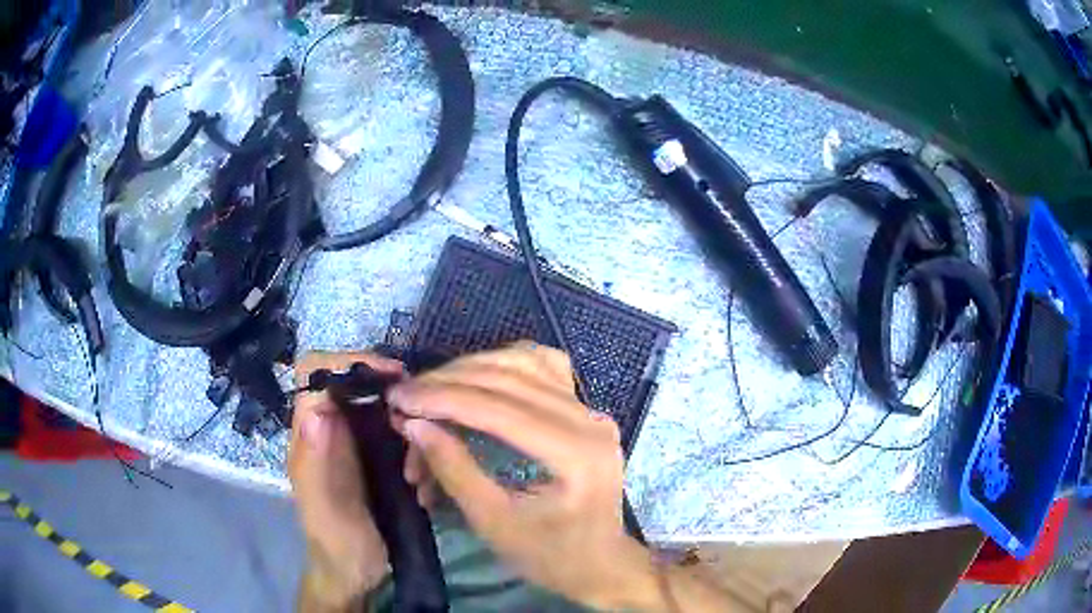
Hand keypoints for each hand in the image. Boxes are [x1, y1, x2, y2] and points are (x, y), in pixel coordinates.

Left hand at [288, 351, 405, 609]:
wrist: (356, 573)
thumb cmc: (335, 542)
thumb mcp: (324, 508)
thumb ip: (316, 462)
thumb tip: (316, 411)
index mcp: (310, 433)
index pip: (316, 372)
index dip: (349, 361)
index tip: (391, 375)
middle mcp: (331, 429)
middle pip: (358, 384)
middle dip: (391, 400)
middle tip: (418, 426)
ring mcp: (357, 444)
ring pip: (387, 412)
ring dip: (410, 436)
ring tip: (418, 475)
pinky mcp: (380, 460)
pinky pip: (403, 439)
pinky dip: (419, 455)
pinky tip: (423, 486)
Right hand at [387, 344, 662, 609]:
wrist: (599, 562)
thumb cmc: (549, 556)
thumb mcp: (493, 523)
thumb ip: (454, 470)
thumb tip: (413, 424)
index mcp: (575, 455)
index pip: (499, 410)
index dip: (442, 399)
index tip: (399, 399)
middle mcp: (590, 421)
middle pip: (510, 379)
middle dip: (448, 383)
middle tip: (405, 396)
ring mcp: (592, 410)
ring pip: (525, 362)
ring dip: (470, 369)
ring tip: (431, 388)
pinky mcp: (586, 408)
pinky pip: (543, 367)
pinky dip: (504, 364)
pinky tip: (477, 374)